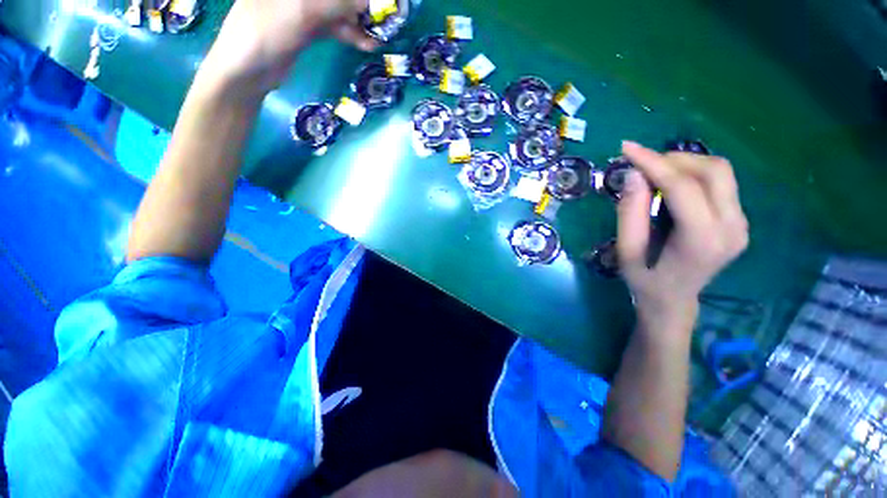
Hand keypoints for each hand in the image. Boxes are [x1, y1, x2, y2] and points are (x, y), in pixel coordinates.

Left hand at [201, 0, 377, 96]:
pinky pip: (334, 26)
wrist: (247, 71)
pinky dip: (351, 34)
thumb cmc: (265, 33)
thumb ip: (338, 3)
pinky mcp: (308, 28)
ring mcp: (302, 7)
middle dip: (362, 4)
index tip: (382, 1)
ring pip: (338, 8)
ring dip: (360, 20)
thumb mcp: (303, 12)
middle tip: (386, 16)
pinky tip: (368, 43)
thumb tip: (374, 1)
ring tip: (382, 33)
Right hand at [617, 141, 748, 330]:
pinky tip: (670, 184)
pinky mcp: (739, 220)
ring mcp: (741, 224)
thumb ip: (630, 214)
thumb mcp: (627, 252)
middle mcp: (733, 228)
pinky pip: (720, 183)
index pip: (684, 187)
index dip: (654, 163)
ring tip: (653, 173)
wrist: (674, 301)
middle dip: (673, 159)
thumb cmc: (645, 281)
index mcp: (703, 240)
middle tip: (641, 164)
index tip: (627, 148)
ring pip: (721, 172)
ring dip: (685, 164)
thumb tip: (633, 175)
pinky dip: (693, 174)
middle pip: (713, 171)